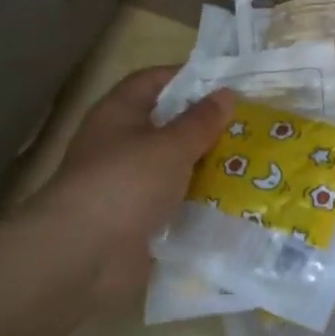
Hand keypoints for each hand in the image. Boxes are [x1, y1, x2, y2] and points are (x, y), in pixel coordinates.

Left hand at [17, 68, 233, 315]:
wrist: (83, 257)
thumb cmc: (126, 183)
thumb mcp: (171, 145)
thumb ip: (201, 121)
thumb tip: (226, 94)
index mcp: (118, 113)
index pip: (152, 81)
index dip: (186, 77)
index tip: (226, 84)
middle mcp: (119, 144)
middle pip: (166, 125)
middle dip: (204, 126)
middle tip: (249, 125)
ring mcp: (126, 185)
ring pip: (172, 167)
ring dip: (204, 167)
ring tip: (251, 163)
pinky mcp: (135, 221)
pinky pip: (172, 203)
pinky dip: (197, 202)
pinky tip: (232, 202)